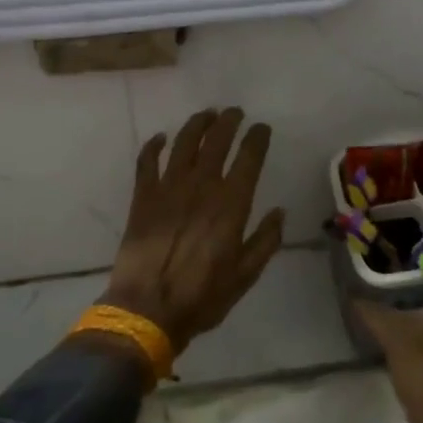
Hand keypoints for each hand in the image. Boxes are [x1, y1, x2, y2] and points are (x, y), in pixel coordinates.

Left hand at [102, 109, 285, 355]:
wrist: (147, 309)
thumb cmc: (202, 296)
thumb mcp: (245, 275)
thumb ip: (266, 240)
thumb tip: (279, 212)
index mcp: (231, 203)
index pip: (249, 157)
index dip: (257, 137)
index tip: (262, 128)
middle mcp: (201, 185)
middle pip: (217, 140)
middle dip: (229, 121)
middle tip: (235, 113)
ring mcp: (169, 187)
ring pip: (184, 142)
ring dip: (197, 124)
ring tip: (207, 115)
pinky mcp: (143, 196)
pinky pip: (147, 161)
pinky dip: (154, 145)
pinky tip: (161, 138)